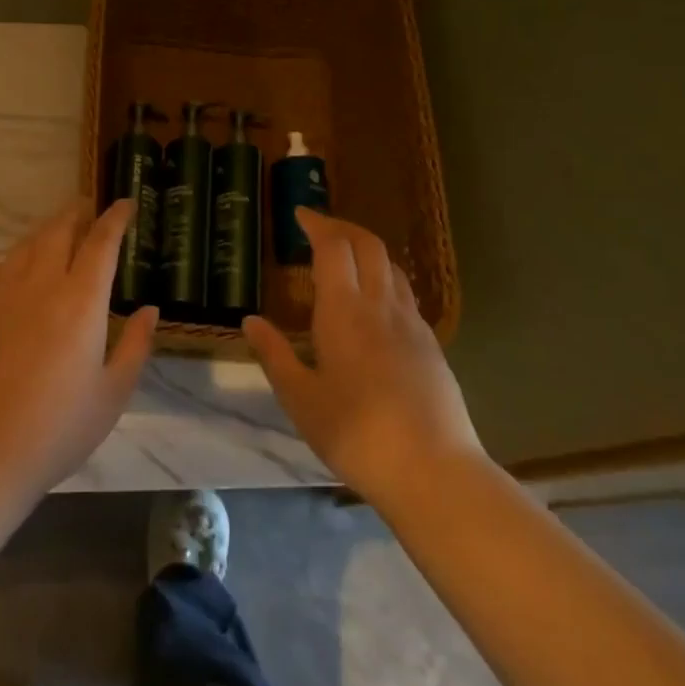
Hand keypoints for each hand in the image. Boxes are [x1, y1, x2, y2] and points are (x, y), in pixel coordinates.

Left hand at [0, 198, 158, 511]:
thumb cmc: (56, 430)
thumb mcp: (112, 394)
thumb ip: (135, 345)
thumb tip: (148, 309)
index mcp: (81, 302)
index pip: (101, 242)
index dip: (116, 218)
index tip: (126, 203)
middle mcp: (40, 284)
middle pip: (60, 230)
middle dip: (79, 213)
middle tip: (91, 210)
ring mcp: (0, 292)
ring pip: (28, 244)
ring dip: (49, 231)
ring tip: (61, 234)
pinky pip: (0, 266)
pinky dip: (19, 258)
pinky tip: (22, 272)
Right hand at [244, 209, 484, 508]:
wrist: (433, 471)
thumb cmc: (355, 434)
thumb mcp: (300, 398)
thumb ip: (275, 354)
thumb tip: (251, 320)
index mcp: (345, 312)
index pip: (334, 247)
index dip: (317, 224)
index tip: (300, 215)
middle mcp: (382, 306)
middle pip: (368, 245)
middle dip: (343, 228)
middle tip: (319, 229)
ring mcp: (413, 325)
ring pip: (392, 267)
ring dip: (367, 251)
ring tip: (345, 260)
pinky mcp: (432, 346)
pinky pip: (406, 295)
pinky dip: (385, 279)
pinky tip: (375, 305)